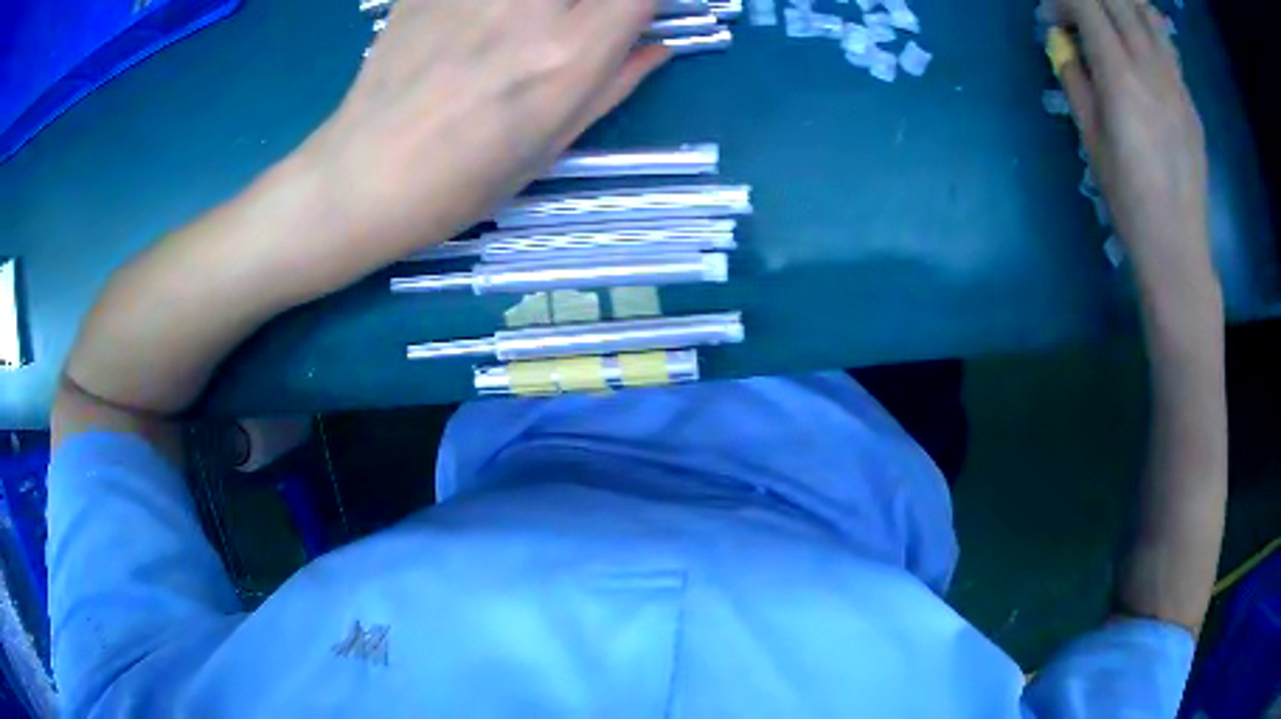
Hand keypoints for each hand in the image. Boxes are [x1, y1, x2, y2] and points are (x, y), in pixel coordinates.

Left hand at [298, 0, 667, 276]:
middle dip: (595, 1)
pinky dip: (489, 4)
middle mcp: (528, 5)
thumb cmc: (461, 182)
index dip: (645, 0)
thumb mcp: (551, 146)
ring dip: (540, 5)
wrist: (362, 178)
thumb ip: (613, 84)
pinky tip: (480, 22)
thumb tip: (658, 47)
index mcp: (568, 53)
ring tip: (519, 31)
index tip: (635, 13)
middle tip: (576, 22)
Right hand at [1049, 0, 1213, 285]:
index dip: (1063, 0)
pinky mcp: (1189, 98)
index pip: (1087, 5)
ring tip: (1109, 17)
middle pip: (1117, 1)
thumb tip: (1062, 41)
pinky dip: (1146, 28)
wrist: (1176, 242)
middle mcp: (1150, 67)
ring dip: (1122, 5)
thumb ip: (1074, 78)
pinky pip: (1166, 43)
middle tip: (1078, 17)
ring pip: (1146, 13)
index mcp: (1120, 77)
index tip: (1053, 17)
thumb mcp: (1089, 137)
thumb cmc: (1126, 197)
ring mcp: (1175, 81)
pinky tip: (1137, 43)